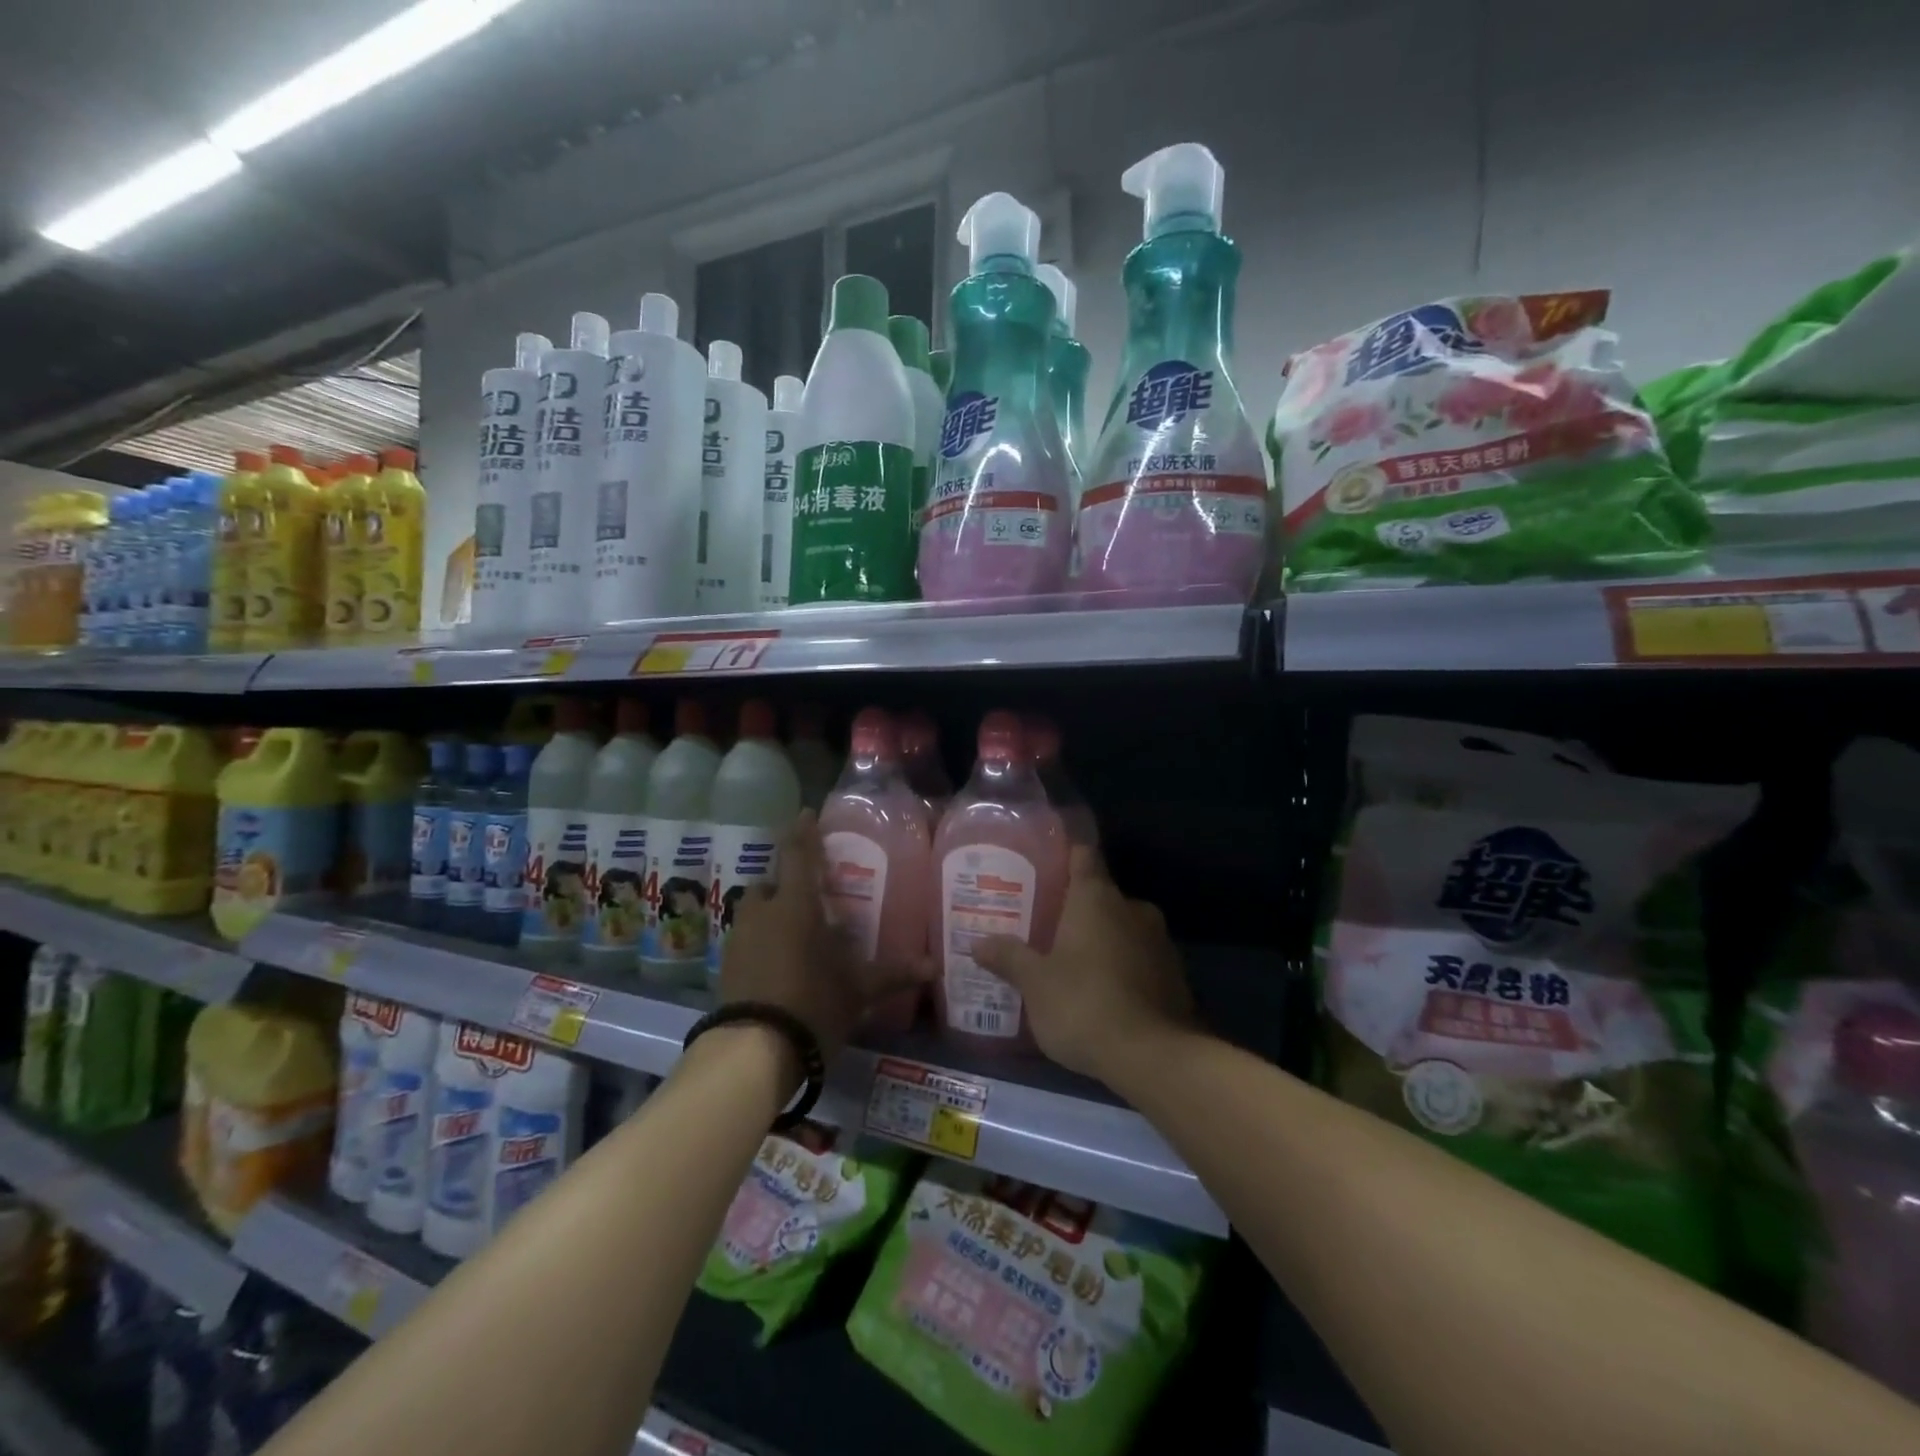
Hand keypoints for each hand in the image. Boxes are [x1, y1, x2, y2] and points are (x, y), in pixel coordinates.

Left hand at [717, 811, 928, 1057]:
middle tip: (811, 896)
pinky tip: (779, 963)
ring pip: (757, 912)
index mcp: (796, 905)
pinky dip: (762, 940)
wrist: (752, 1050)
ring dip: (773, 914)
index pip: (798, 854)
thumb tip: (934, 967)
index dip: (802, 831)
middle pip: (773, 884)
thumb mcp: (858, 989)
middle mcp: (763, 912)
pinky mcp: (726, 965)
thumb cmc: (812, 1003)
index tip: (806, 813)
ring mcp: (739, 938)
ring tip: (797, 934)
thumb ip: (893, 973)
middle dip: (788, 884)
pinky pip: (748, 939)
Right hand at [973, 845, 1193, 1083]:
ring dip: (1100, 939)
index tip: (1044, 864)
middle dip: (1075, 908)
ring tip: (1069, 960)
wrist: (1154, 1058)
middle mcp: (1132, 908)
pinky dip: (1121, 966)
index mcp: (1097, 898)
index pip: (1083, 855)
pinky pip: (1139, 957)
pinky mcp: (1175, 975)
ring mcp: (1159, 941)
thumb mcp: (1035, 984)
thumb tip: (978, 943)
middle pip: (1100, 894)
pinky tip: (1101, 991)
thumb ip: (1009, 957)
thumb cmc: (1084, 1005)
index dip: (1064, 855)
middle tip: (1044, 925)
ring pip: (1122, 927)